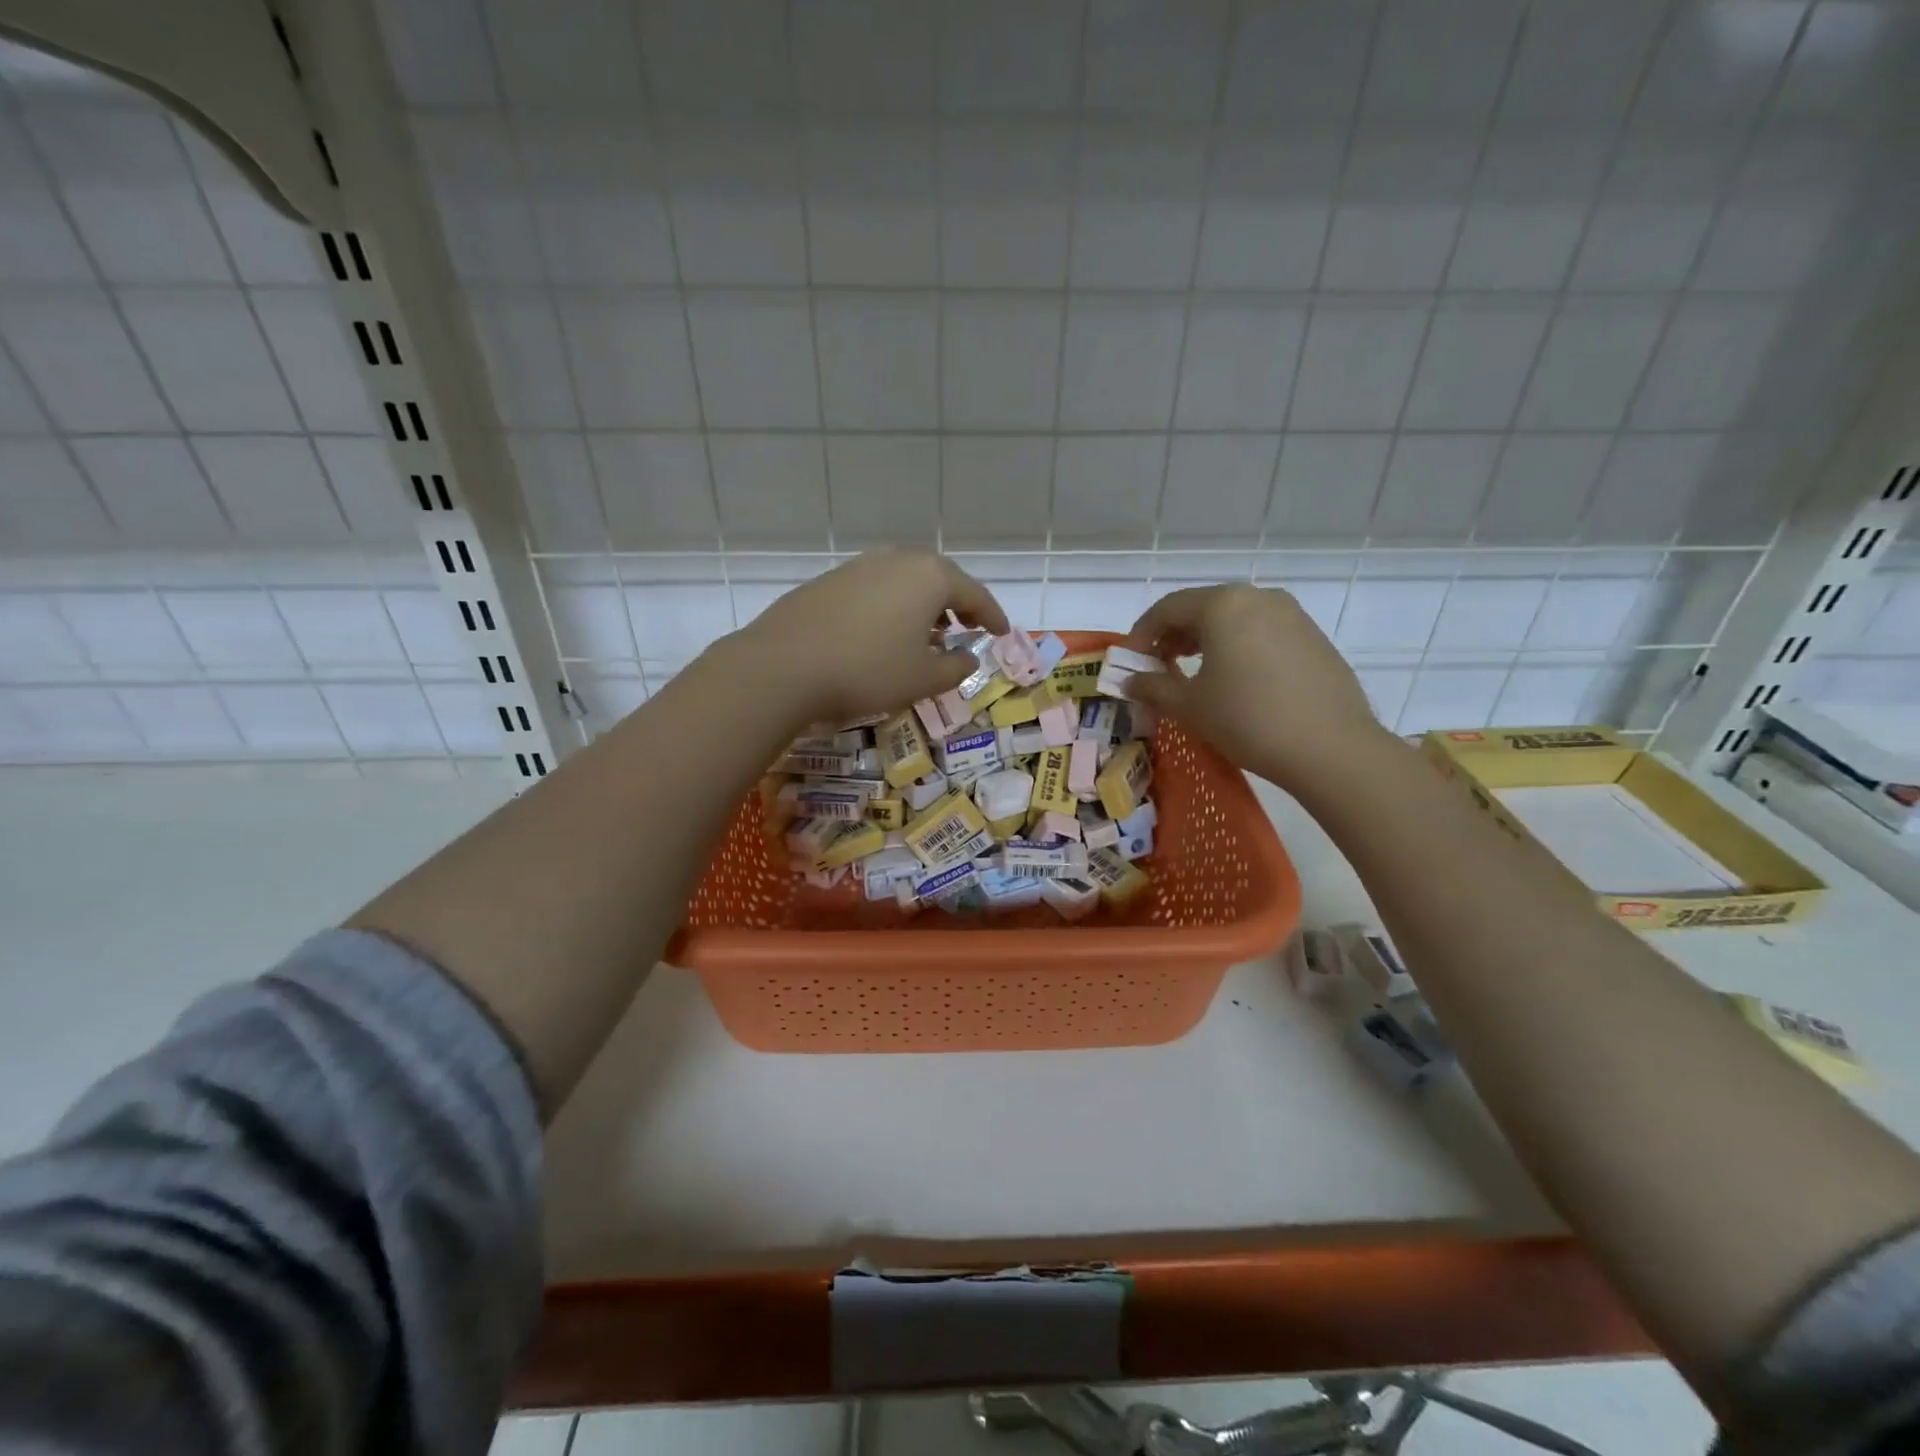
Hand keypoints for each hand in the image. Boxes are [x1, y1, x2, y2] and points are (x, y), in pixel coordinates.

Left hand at [736, 549, 1008, 726]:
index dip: (992, 616)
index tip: (1003, 632)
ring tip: (926, 632)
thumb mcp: (924, 679)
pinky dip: (892, 605)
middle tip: (966, 627)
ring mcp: (860, 564)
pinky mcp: (830, 579)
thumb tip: (969, 657)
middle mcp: (897, 559)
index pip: (974, 594)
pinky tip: (884, 631)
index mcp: (930, 576)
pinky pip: (876, 588)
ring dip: (922, 604)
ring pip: (905, 580)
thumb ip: (956, 668)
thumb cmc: (868, 671)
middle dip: (957, 604)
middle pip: (940, 579)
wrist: (784, 665)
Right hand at [1124, 584, 1391, 790]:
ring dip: (1205, 641)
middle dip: (1173, 636)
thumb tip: (1130, 681)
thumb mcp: (1190, 706)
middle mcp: (1258, 597)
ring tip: (1193, 674)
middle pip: (1202, 608)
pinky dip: (1237, 647)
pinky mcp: (1313, 637)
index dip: (1141, 634)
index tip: (1129, 662)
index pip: (1168, 609)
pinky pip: (1261, 632)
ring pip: (1234, 619)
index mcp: (1223, 605)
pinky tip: (1235, 681)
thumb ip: (1153, 687)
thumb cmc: (1247, 719)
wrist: (1331, 747)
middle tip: (1158, 667)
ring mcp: (1291, 615)